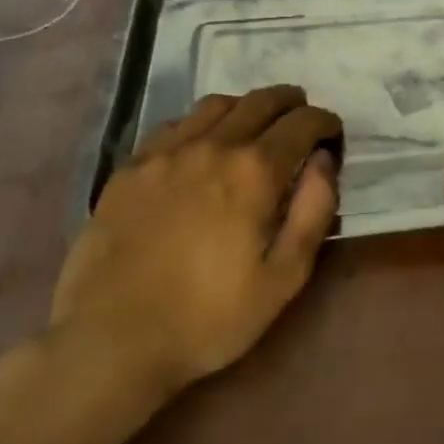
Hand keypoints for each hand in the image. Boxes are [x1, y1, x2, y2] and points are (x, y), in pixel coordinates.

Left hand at [46, 86, 341, 435]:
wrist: (110, 342)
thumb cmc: (208, 318)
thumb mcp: (284, 278)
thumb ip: (314, 210)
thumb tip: (324, 160)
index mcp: (255, 171)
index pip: (303, 122)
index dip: (325, 122)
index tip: (333, 136)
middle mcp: (213, 145)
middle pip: (262, 101)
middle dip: (292, 103)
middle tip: (302, 119)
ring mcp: (166, 152)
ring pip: (217, 104)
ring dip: (247, 107)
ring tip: (255, 126)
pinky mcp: (130, 167)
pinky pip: (174, 125)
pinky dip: (201, 124)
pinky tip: (201, 146)